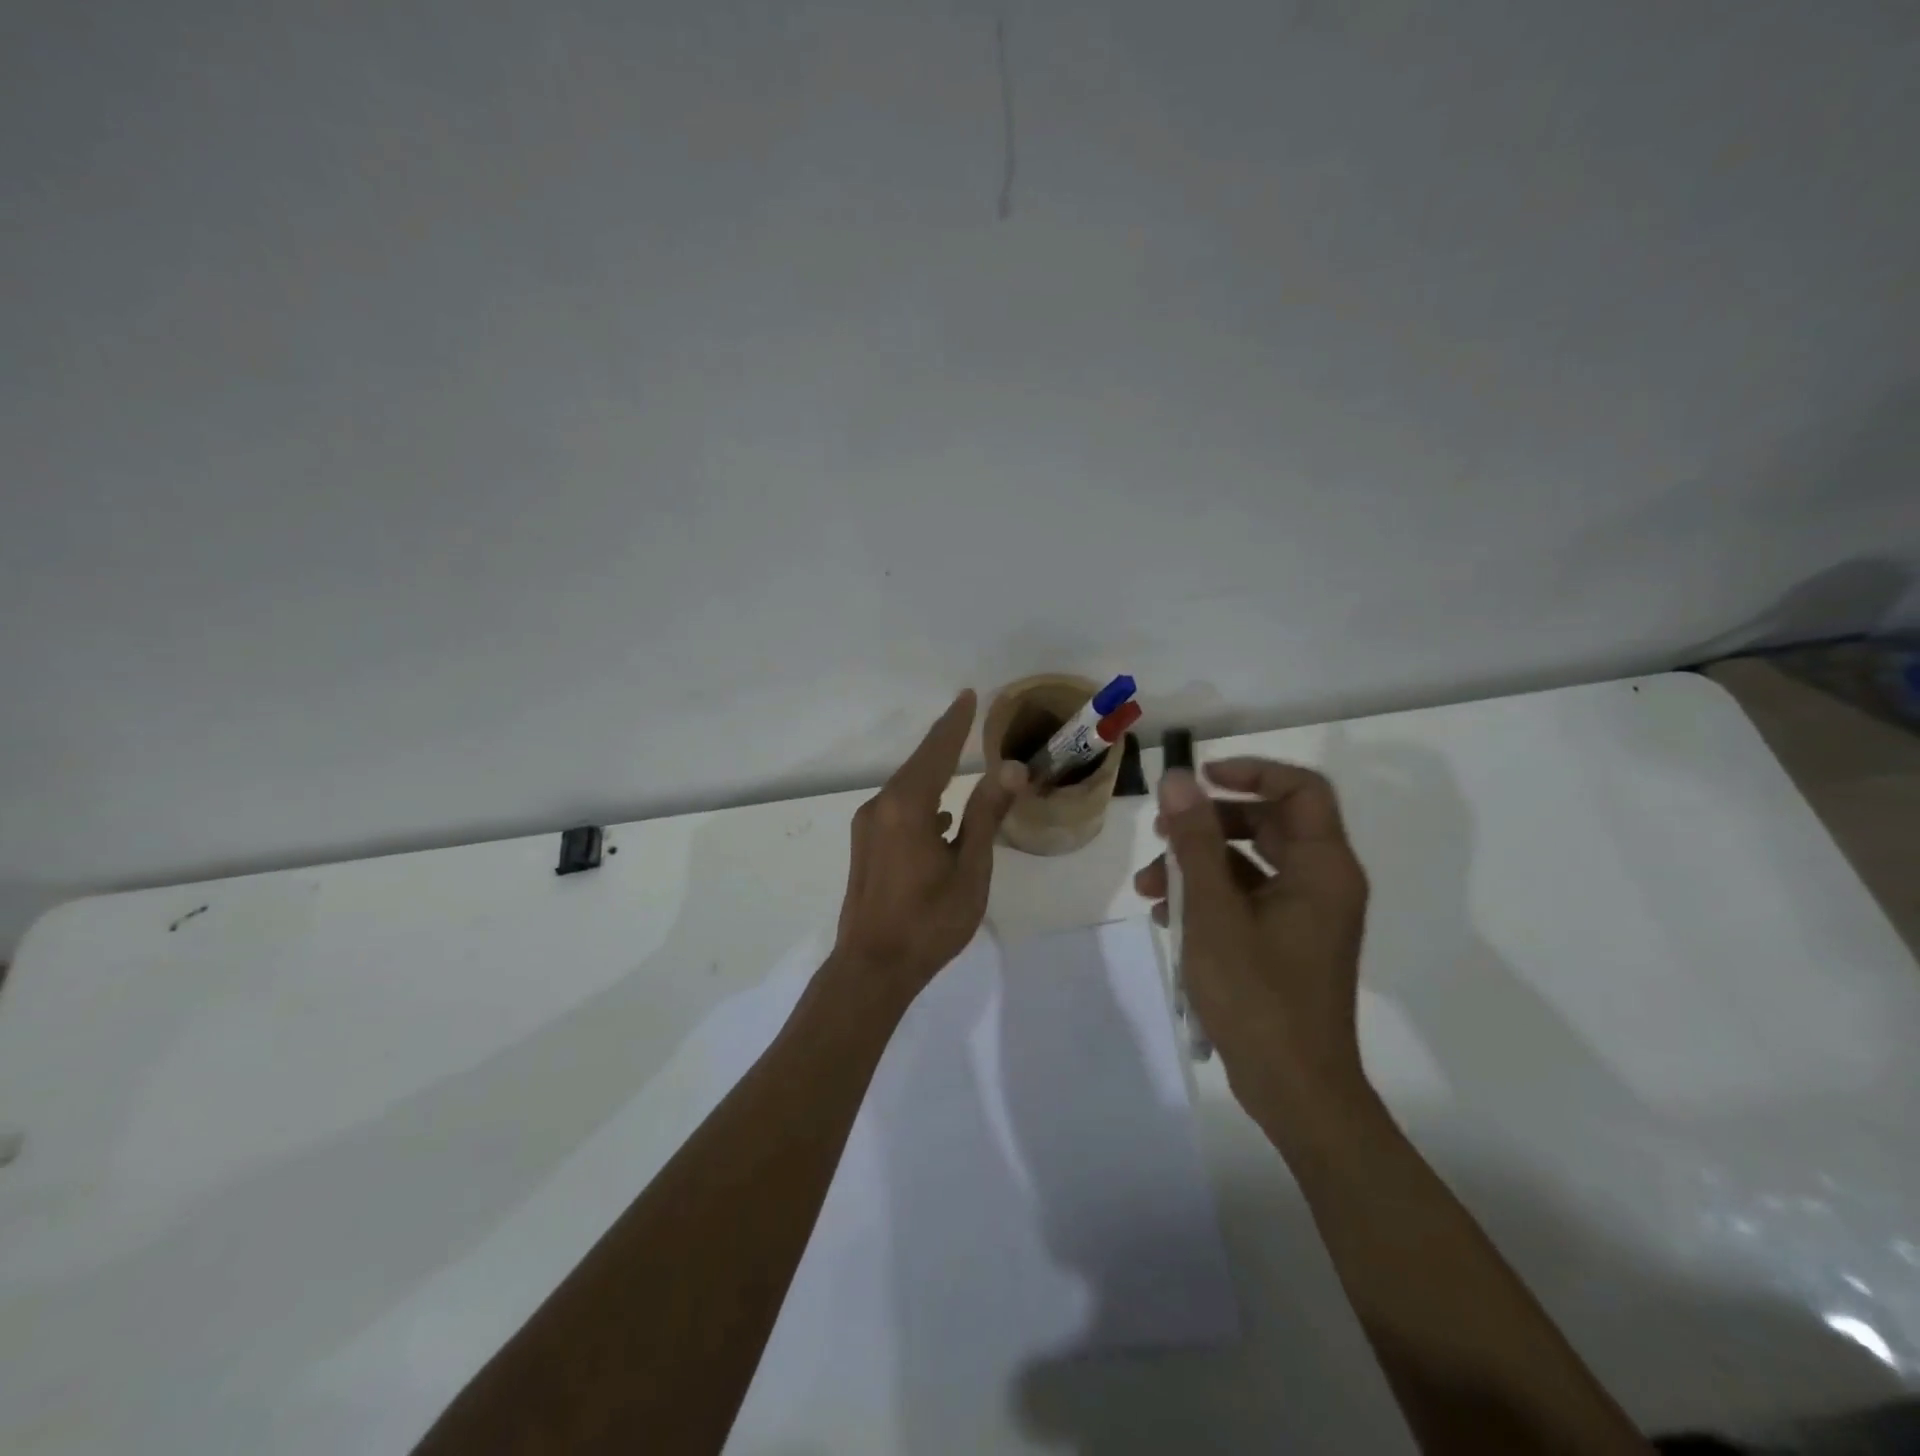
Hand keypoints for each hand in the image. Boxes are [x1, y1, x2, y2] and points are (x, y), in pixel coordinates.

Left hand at [832, 690, 1027, 997]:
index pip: (936, 751)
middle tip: (967, 718)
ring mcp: (869, 827)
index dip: (955, 723)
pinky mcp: (865, 846)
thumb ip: (986, 815)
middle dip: (944, 742)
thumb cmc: (929, 921)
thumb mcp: (970, 869)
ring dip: (933, 774)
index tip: (968, 696)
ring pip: (906, 788)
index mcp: (907, 807)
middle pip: (918, 765)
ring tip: (959, 763)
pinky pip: (898, 809)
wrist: (872, 968)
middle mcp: (881, 807)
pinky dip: (922, 801)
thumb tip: (1010, 768)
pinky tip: (941, 818)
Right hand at [1134, 758, 1371, 1145]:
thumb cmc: (1257, 995)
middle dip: (1208, 825)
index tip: (1200, 779)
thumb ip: (1196, 841)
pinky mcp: (1288, 943)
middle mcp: (1323, 883)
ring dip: (1199, 865)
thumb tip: (1178, 779)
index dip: (1252, 772)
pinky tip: (1168, 917)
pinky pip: (1248, 898)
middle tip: (1162, 833)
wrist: (1294, 1090)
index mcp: (1323, 868)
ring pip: (1251, 864)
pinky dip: (1210, 898)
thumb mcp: (1214, 911)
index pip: (1301, 789)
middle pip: (1268, 824)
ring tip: (1149, 888)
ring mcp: (1306, 916)